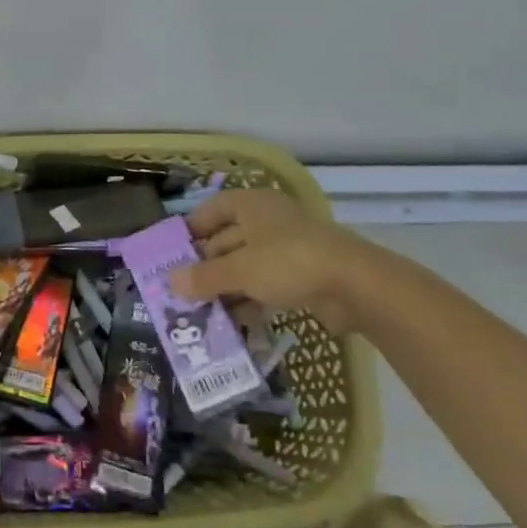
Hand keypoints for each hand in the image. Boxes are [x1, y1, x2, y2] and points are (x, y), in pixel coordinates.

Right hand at [168, 189, 379, 330]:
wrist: (356, 285)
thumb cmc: (288, 262)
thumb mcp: (239, 270)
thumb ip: (204, 277)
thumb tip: (170, 282)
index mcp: (252, 205)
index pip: (213, 209)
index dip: (192, 228)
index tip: (172, 253)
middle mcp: (268, 221)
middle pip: (228, 239)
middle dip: (206, 266)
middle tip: (182, 291)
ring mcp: (288, 248)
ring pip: (247, 265)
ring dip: (226, 287)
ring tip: (201, 312)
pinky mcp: (303, 275)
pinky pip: (266, 284)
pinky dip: (250, 299)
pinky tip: (234, 322)